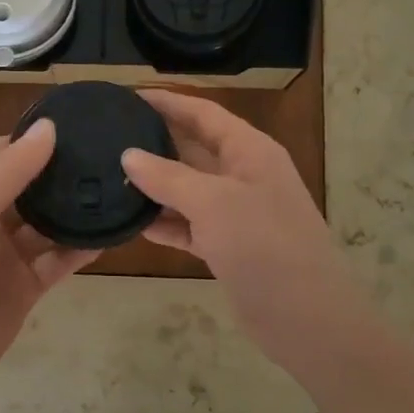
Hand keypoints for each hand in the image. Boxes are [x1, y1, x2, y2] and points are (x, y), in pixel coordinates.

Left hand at [0, 120, 95, 401]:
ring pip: (46, 225)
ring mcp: (6, 255)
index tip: (67, 128)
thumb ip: (11, 170)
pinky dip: (80, 248)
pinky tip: (110, 235)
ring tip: (114, 189)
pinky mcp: (26, 287)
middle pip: (25, 187)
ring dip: (73, 211)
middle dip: (57, 174)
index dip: (23, 140)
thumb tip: (49, 127)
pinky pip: (58, 261)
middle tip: (103, 155)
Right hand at [122, 90, 363, 376]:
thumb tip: (128, 155)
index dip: (168, 102)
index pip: (204, 113)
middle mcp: (244, 175)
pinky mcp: (228, 247)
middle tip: (109, 139)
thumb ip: (168, 177)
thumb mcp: (213, 202)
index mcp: (250, 151)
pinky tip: (133, 223)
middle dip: (155, 143)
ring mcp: (237, 213)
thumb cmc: (263, 244)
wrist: (305, 316)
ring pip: (188, 190)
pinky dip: (165, 224)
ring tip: (109, 179)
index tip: (128, 96)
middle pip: (194, 149)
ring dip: (155, 187)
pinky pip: (189, 226)